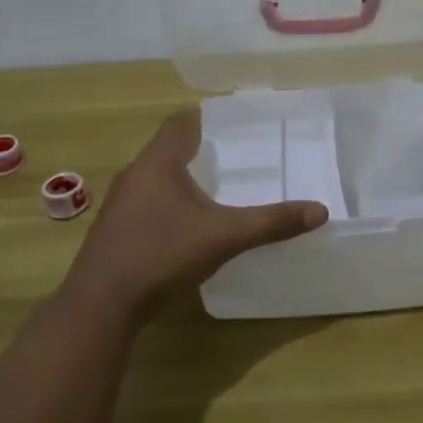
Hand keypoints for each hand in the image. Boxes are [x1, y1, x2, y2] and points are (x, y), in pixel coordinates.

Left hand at [61, 108, 327, 321]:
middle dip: (196, 149)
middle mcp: (134, 174)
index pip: (179, 123)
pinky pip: (144, 202)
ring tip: (212, 188)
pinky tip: (182, 225)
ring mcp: (119, 203)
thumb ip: (271, 222)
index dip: (203, 119)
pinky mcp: (113, 230)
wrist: (102, 304)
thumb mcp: (224, 236)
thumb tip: (320, 210)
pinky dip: (165, 203)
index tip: (230, 123)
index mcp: (158, 162)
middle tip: (231, 156)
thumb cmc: (162, 253)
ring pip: (153, 177)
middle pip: (166, 149)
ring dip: (178, 178)